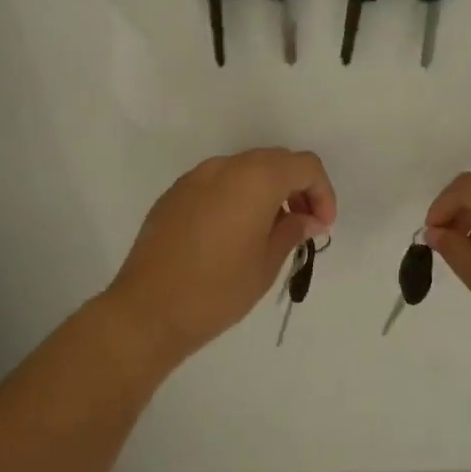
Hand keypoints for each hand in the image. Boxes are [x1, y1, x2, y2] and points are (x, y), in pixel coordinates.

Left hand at [105, 149, 335, 369]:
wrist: (148, 310)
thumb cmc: (218, 289)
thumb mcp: (267, 263)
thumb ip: (293, 231)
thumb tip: (308, 219)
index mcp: (255, 178)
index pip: (304, 166)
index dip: (322, 193)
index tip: (322, 227)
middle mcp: (225, 167)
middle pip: (274, 161)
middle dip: (296, 188)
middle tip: (303, 226)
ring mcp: (194, 178)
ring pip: (244, 170)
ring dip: (266, 191)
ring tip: (269, 231)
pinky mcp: (174, 195)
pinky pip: (217, 184)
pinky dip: (237, 197)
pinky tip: (234, 234)